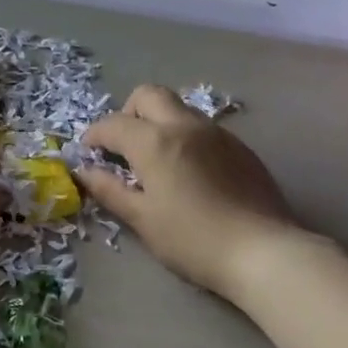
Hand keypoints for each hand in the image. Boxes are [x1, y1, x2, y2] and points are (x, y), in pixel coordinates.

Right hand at [78, 84, 301, 306]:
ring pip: (178, 108)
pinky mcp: (240, 147)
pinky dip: (185, 137)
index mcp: (154, 141)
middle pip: (148, 95)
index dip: (94, 136)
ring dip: (158, 122)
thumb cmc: (193, 239)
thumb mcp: (142, 219)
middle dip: (128, 112)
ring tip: (157, 160)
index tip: (88, 154)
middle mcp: (185, 125)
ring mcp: (217, 133)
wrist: (264, 252)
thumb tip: (83, 171)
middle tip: (123, 146)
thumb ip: (109, 190)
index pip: (113, 124)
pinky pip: (202, 127)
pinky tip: (190, 172)